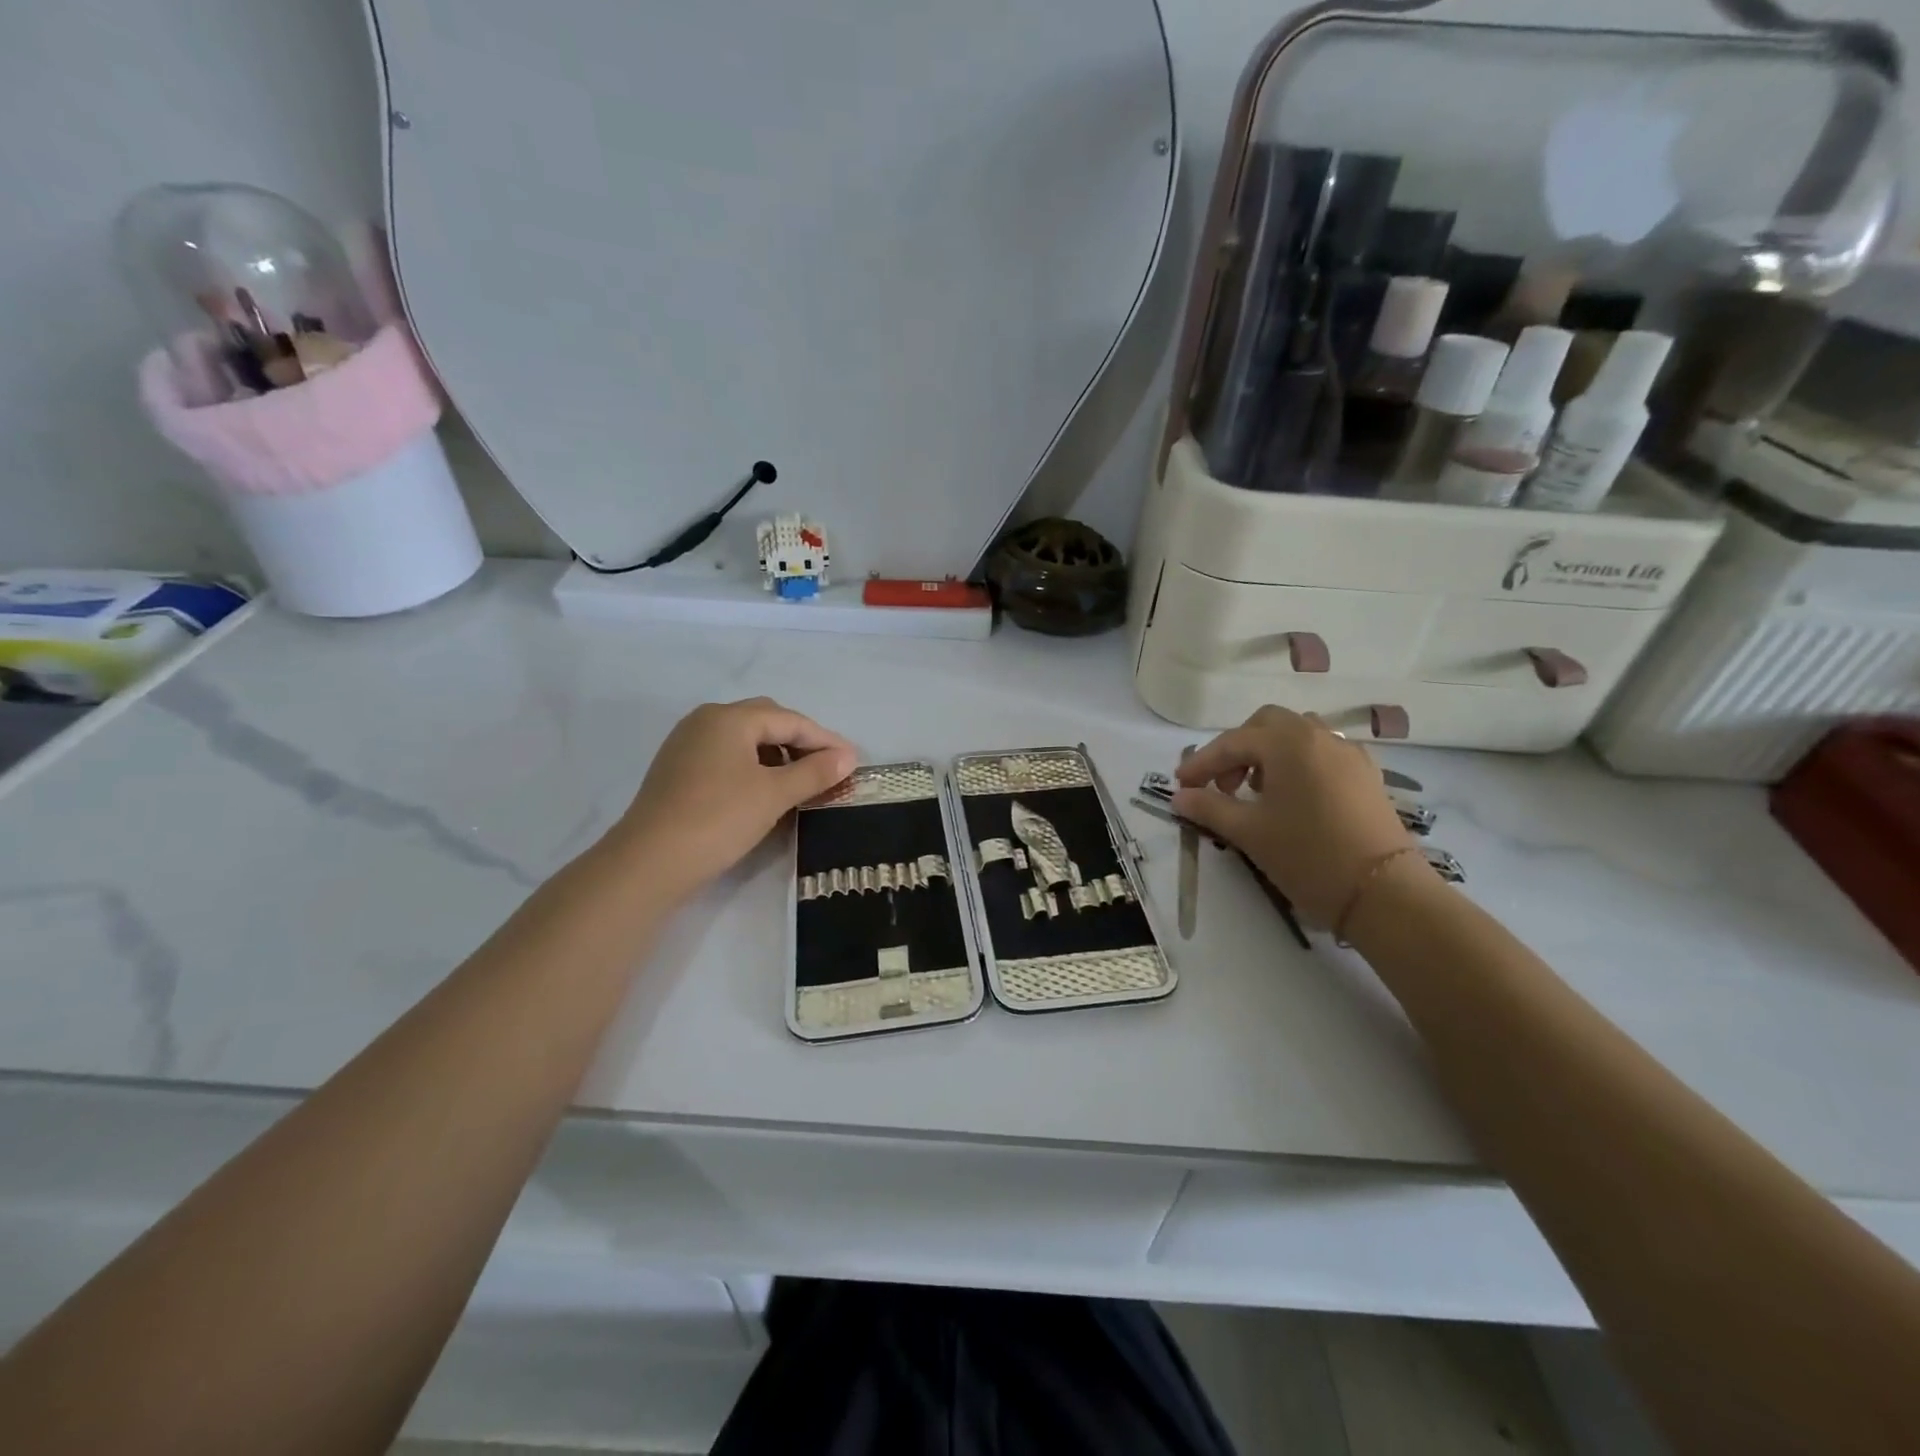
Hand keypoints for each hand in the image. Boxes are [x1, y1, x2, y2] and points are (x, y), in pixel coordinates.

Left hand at [611, 698, 855, 897]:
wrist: (650, 861)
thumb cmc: (719, 819)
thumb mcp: (774, 795)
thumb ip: (814, 772)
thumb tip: (847, 757)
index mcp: (730, 718)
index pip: (790, 720)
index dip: (825, 740)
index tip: (852, 761)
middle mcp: (706, 721)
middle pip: (765, 721)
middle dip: (799, 742)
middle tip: (826, 768)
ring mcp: (687, 744)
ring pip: (744, 739)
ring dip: (776, 754)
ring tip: (798, 782)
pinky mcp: (677, 769)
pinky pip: (726, 756)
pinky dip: (752, 766)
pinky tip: (762, 791)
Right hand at [1171, 705, 1416, 926]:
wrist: (1383, 892)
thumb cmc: (1307, 855)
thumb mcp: (1249, 832)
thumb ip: (1209, 808)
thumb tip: (1179, 797)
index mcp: (1288, 743)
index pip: (1232, 743)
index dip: (1201, 763)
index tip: (1180, 785)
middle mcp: (1320, 736)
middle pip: (1267, 725)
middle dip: (1238, 749)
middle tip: (1222, 785)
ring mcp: (1348, 754)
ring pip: (1298, 736)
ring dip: (1268, 753)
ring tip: (1256, 790)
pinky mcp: (1366, 775)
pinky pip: (1322, 754)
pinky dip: (1297, 764)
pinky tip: (1291, 798)